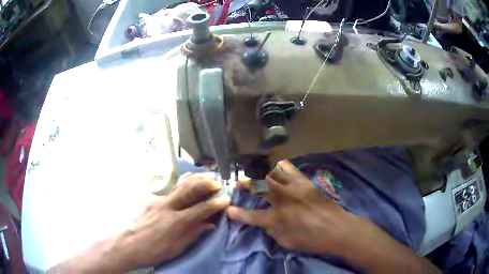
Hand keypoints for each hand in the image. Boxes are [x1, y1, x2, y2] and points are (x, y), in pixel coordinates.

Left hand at [52, 173, 229, 271]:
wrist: (126, 243)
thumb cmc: (152, 250)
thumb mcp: (175, 248)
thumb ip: (193, 235)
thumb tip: (209, 225)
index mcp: (176, 222)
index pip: (201, 209)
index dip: (215, 203)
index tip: (225, 199)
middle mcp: (167, 206)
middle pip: (190, 190)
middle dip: (205, 184)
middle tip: (216, 181)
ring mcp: (155, 198)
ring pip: (177, 183)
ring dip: (193, 178)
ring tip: (203, 175)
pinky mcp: (147, 196)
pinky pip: (165, 184)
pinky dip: (177, 180)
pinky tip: (182, 178)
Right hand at [227, 161, 439, 272]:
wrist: (340, 230)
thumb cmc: (313, 240)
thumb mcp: (288, 242)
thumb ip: (273, 231)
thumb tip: (266, 223)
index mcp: (279, 219)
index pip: (252, 216)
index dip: (238, 214)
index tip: (228, 210)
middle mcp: (285, 201)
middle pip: (261, 185)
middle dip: (247, 182)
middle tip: (241, 182)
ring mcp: (297, 189)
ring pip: (276, 172)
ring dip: (265, 173)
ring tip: (261, 175)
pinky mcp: (307, 183)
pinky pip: (291, 170)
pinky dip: (282, 169)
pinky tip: (281, 172)